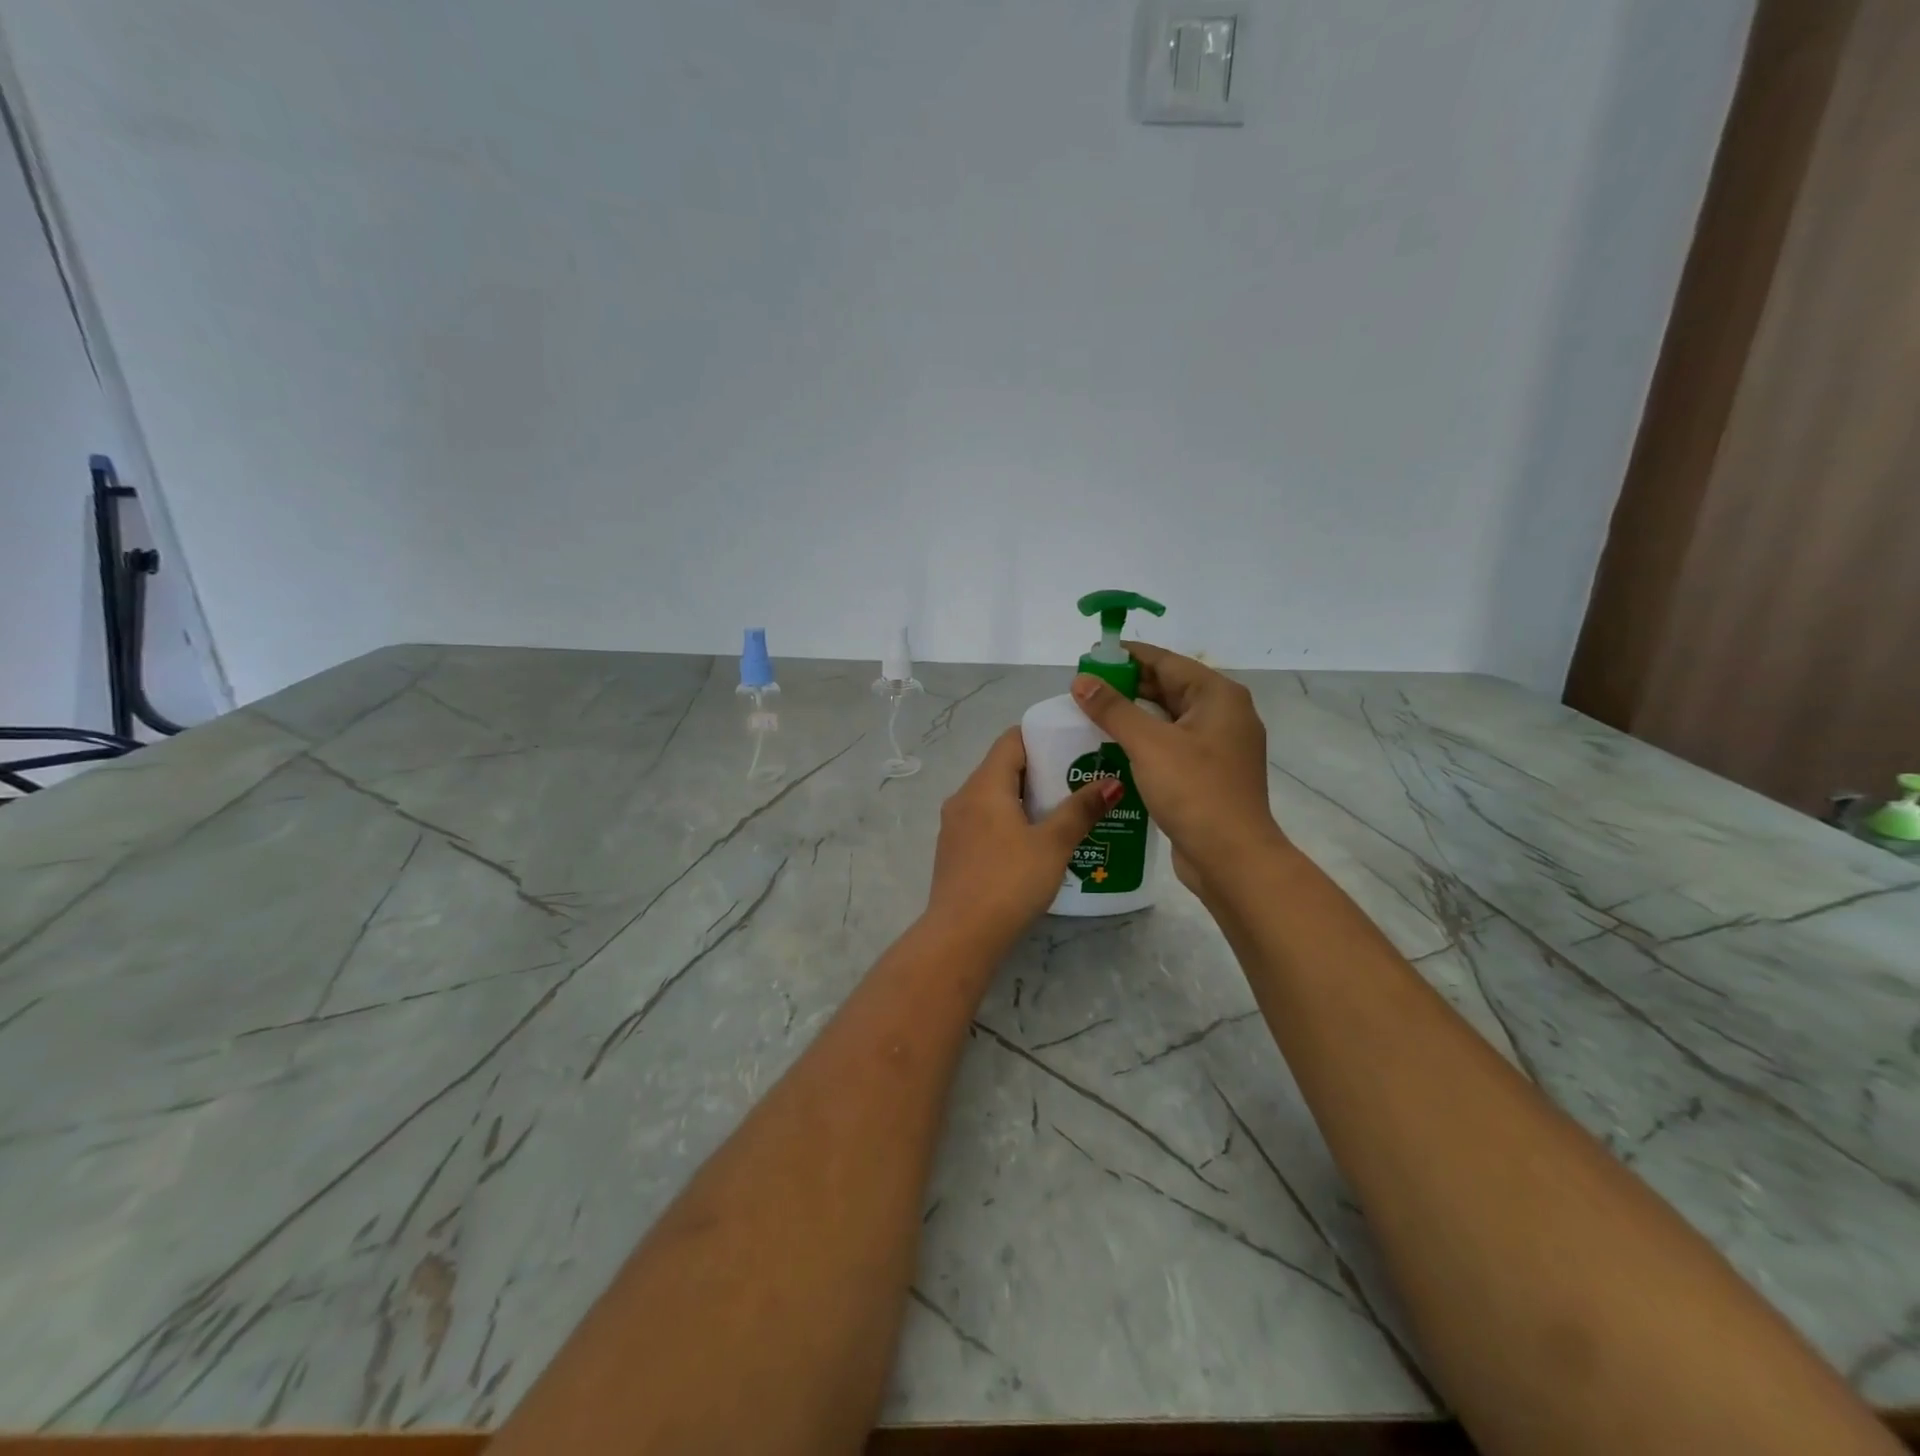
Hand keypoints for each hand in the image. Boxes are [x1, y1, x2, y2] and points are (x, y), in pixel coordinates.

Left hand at [925, 728, 1119, 955]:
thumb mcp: (1053, 844)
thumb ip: (1081, 809)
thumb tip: (1111, 780)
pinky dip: (1011, 821)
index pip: (1011, 740)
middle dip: (1041, 770)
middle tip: (1079, 779)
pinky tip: (1036, 842)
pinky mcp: (955, 852)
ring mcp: (955, 826)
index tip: (1074, 745)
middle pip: (1003, 768)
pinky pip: (986, 821)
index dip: (1042, 737)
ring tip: (1064, 811)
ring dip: (1027, 799)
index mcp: (984, 785)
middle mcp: (963, 798)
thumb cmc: (1009, 881)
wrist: (961, 936)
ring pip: (995, 797)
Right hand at [1068, 642, 1282, 896]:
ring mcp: (1218, 746)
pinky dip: (1144, 743)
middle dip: (1126, 687)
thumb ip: (1113, 709)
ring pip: (1168, 719)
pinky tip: (1112, 750)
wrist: (1232, 858)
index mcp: (1218, 696)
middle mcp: (1223, 714)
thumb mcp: (1149, 744)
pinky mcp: (1208, 774)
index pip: (1166, 661)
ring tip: (1090, 717)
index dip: (1126, 657)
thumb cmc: (1194, 791)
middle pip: (1168, 688)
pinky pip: (1171, 746)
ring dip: (1132, 717)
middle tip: (1083, 691)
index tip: (1090, 658)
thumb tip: (1081, 680)